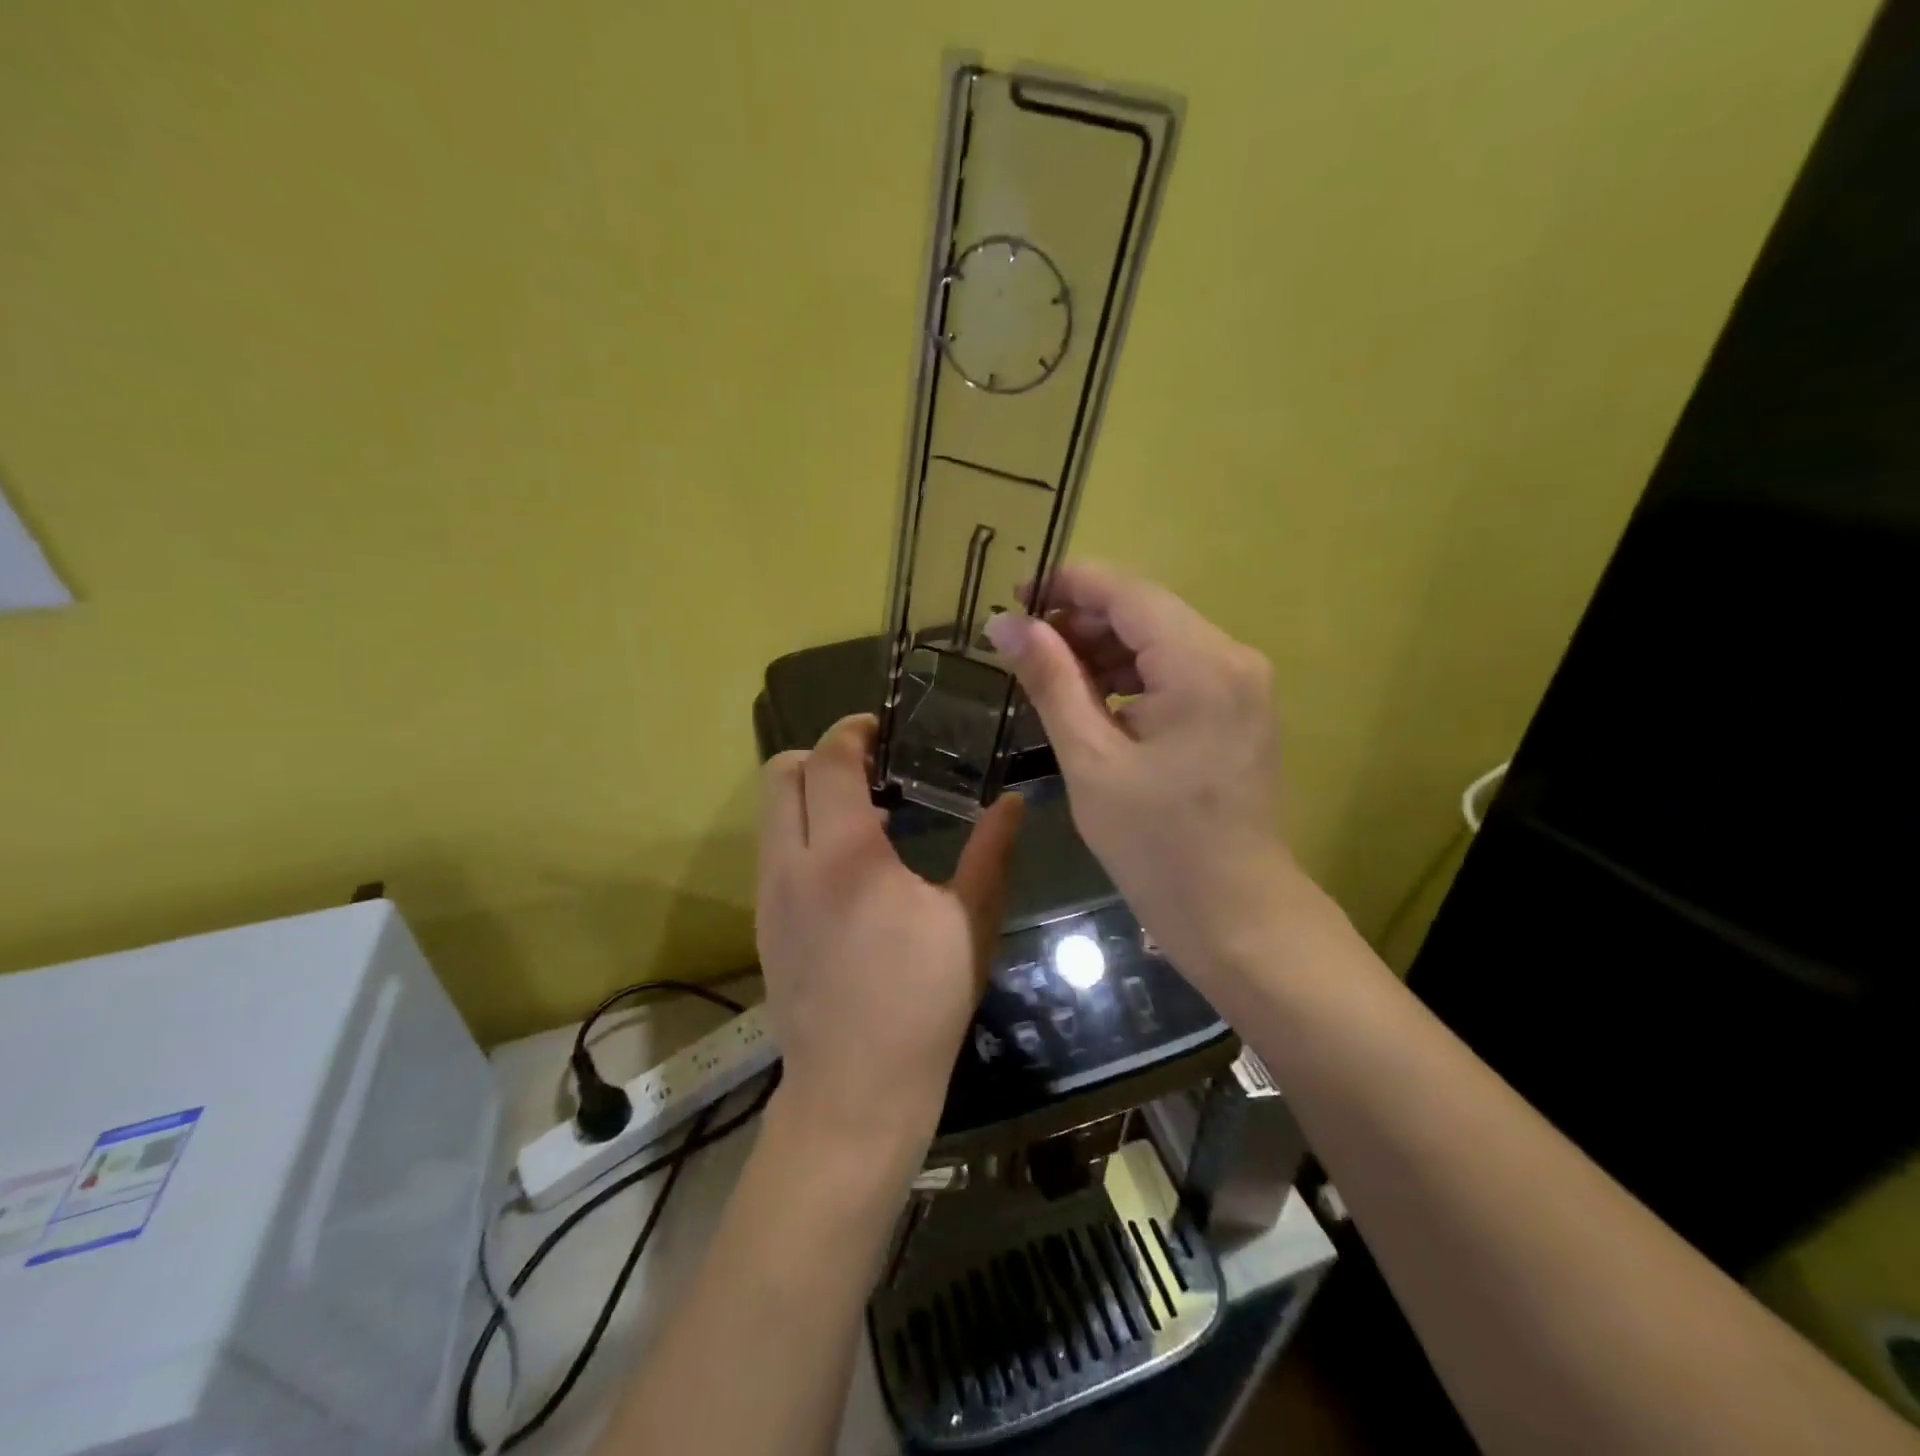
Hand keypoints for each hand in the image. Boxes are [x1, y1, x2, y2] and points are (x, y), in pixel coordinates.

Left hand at [756, 713, 1023, 1154]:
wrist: (854, 1091)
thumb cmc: (922, 1003)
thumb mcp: (970, 922)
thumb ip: (991, 852)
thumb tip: (1015, 802)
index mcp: (846, 853)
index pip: (830, 760)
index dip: (852, 731)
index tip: (881, 728)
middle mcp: (792, 862)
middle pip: (780, 772)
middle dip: (820, 754)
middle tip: (870, 767)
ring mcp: (769, 894)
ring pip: (770, 811)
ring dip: (809, 794)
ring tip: (864, 815)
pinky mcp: (763, 922)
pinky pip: (772, 850)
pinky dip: (801, 832)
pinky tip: (847, 867)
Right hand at [984, 563, 1291, 997]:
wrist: (1235, 912)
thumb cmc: (1156, 845)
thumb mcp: (1090, 760)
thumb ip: (1050, 681)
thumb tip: (1004, 625)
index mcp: (1201, 665)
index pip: (1127, 593)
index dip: (1066, 586)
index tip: (1013, 598)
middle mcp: (1233, 657)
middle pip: (1146, 611)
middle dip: (1081, 621)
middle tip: (1022, 647)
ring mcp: (1243, 683)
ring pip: (1160, 639)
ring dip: (1104, 649)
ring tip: (1050, 677)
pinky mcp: (1239, 708)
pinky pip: (1178, 670)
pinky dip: (1132, 676)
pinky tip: (1093, 701)